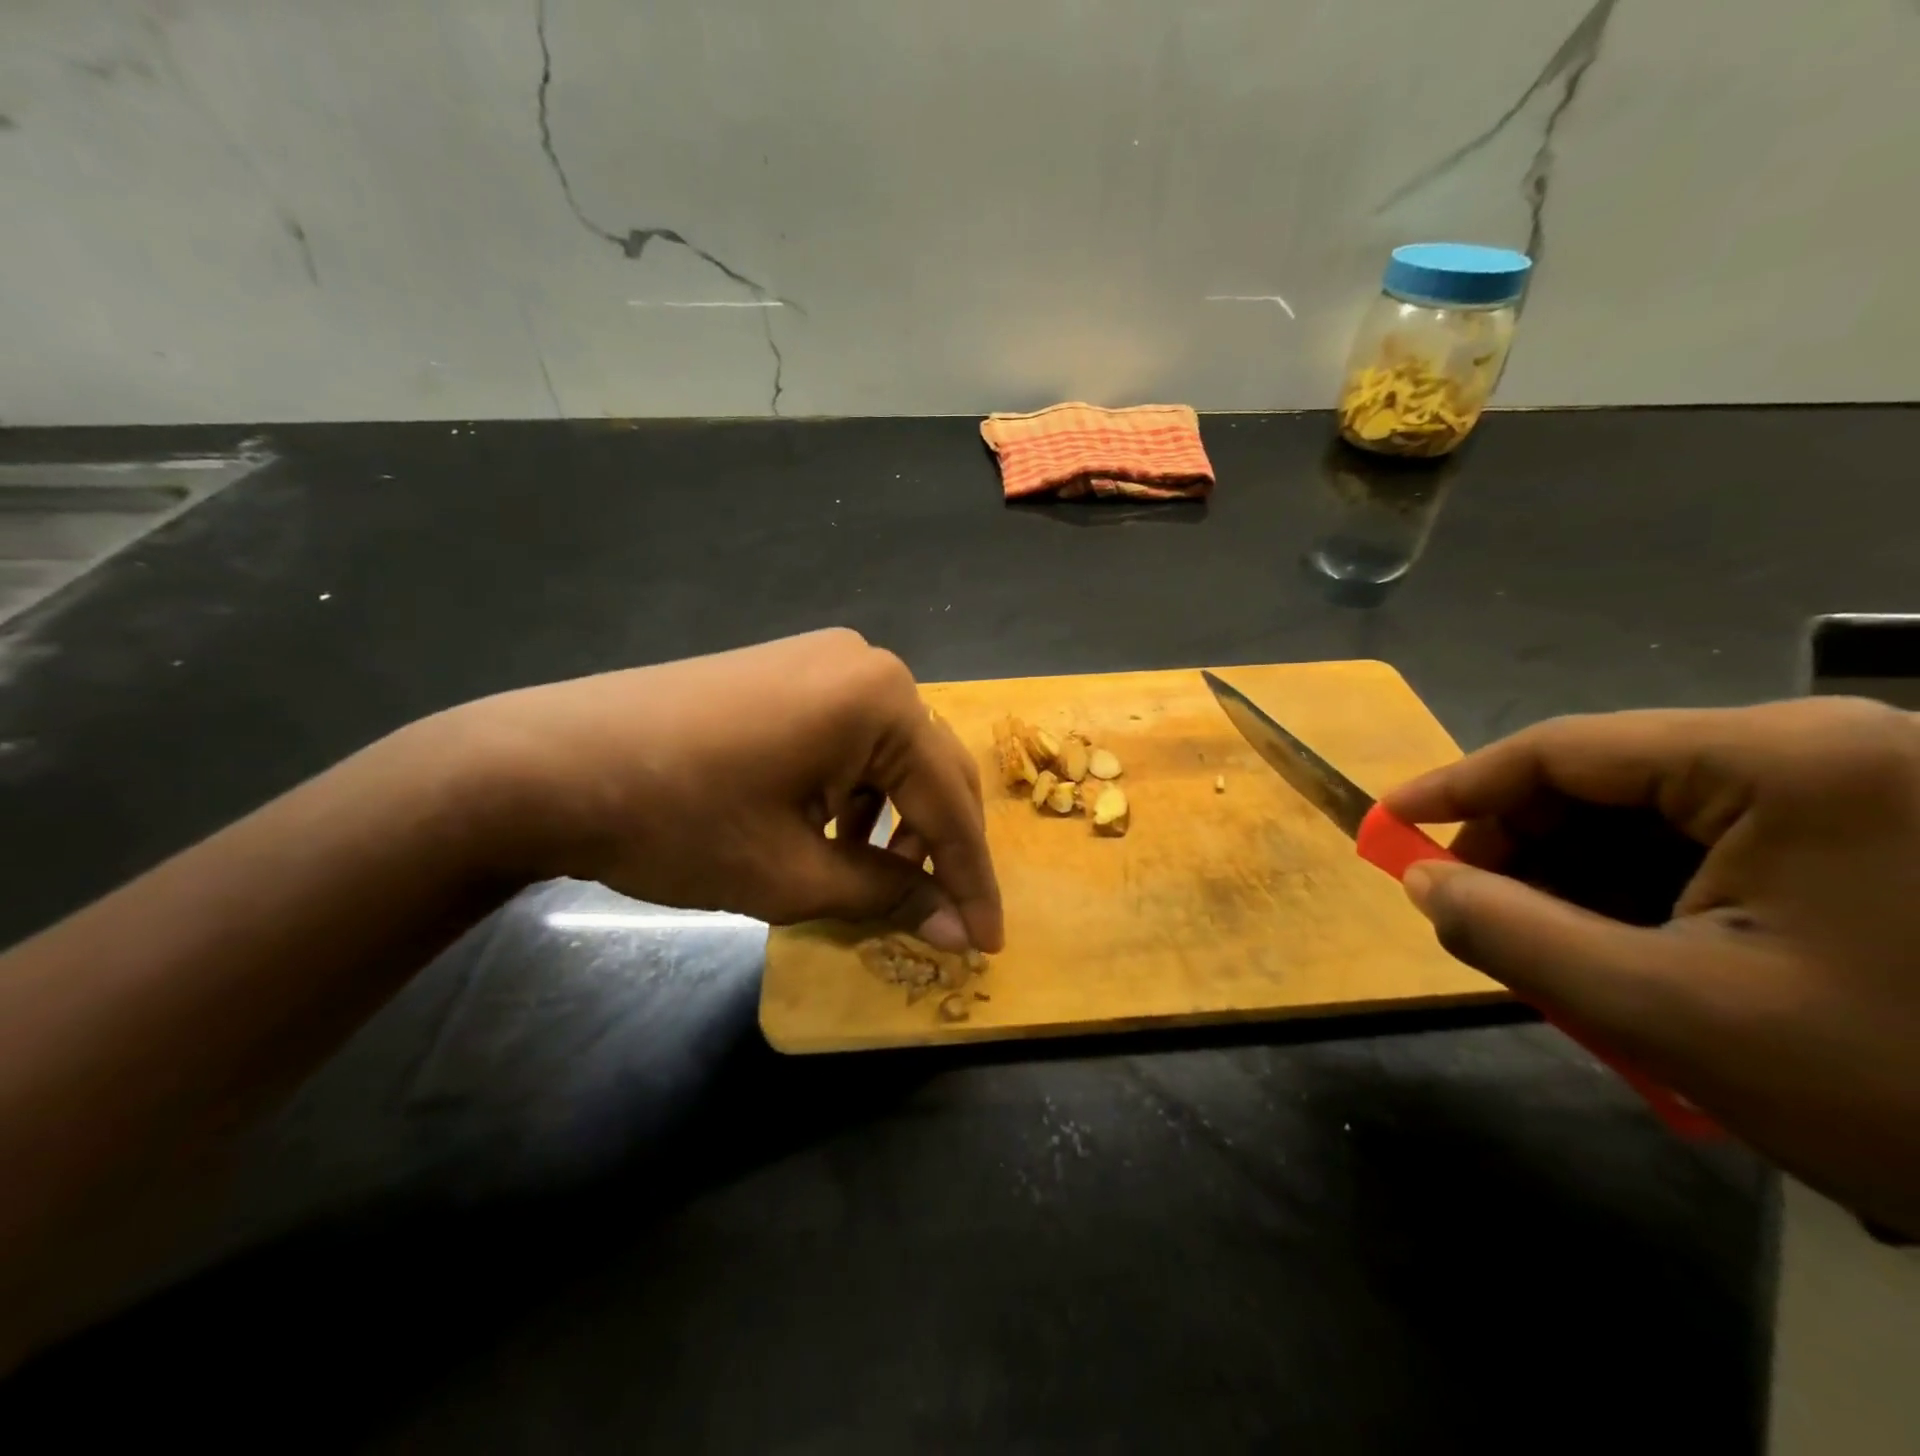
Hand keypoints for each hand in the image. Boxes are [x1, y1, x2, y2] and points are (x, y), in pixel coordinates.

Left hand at [452, 629, 1002, 952]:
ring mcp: (823, 660)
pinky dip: (856, 790)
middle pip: (929, 768)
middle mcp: (865, 665)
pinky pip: (849, 736)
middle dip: (939, 846)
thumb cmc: (678, 821)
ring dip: (896, 819)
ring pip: (890, 753)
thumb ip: (889, 896)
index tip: (986, 943)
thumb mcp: (793, 873)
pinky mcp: (787, 671)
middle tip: (940, 914)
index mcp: (880, 700)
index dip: (971, 880)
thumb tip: (957, 930)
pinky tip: (832, 830)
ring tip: (877, 877)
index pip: (948, 803)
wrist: (544, 765)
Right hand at [1382, 698, 1919, 1233]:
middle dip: (1525, 846)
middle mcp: (1827, 748)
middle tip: (1471, 907)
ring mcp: (1864, 788)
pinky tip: (1629, 947)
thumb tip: (1420, 881)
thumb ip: (1513, 935)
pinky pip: (1716, 841)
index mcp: (1787, 760)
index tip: (1389, 823)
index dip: (1458, 786)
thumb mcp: (1669, 1012)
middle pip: (1609, 779)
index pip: (1564, 749)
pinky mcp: (1883, 833)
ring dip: (1582, 877)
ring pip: (1656, 815)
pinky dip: (1647, 890)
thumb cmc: (1904, 1086)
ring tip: (1547, 944)